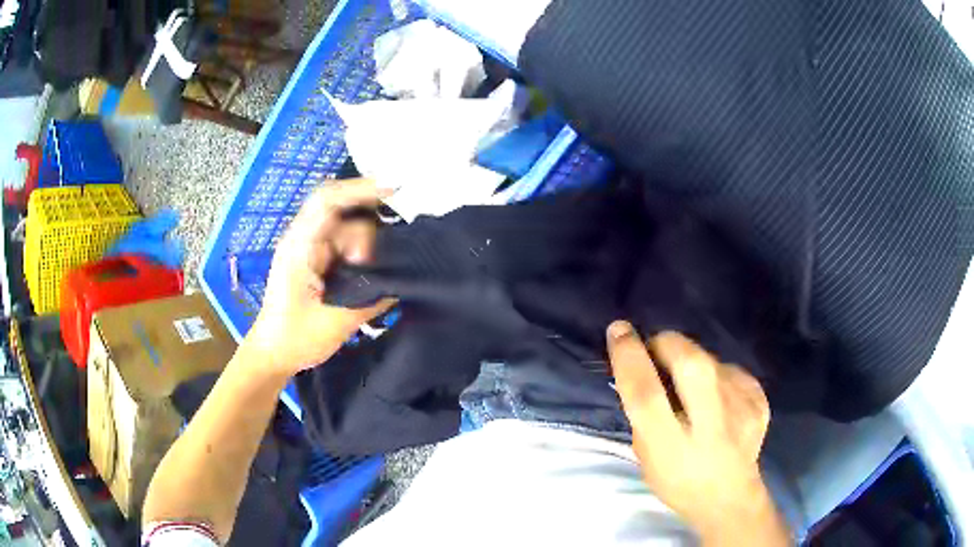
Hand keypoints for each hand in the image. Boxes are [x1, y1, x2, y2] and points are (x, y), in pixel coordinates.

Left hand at [245, 179, 393, 375]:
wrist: (272, 354)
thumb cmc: (295, 339)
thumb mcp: (336, 323)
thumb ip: (371, 301)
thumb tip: (402, 285)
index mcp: (300, 247)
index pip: (327, 202)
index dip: (360, 189)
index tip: (394, 189)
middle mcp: (303, 240)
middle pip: (342, 214)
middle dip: (367, 232)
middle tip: (378, 260)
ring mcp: (308, 250)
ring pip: (345, 230)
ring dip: (365, 245)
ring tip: (376, 271)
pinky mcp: (315, 261)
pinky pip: (342, 244)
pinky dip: (360, 251)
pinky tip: (372, 267)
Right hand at [606, 322, 789, 545]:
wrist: (730, 499)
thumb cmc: (677, 481)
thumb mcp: (646, 456)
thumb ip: (643, 414)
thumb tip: (640, 367)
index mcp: (672, 446)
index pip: (646, 393)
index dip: (629, 357)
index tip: (619, 331)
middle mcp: (711, 424)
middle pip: (689, 361)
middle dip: (666, 343)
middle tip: (657, 350)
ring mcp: (742, 409)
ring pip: (710, 360)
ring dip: (692, 362)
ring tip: (692, 387)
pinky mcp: (759, 400)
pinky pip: (730, 371)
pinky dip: (717, 376)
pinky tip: (719, 400)